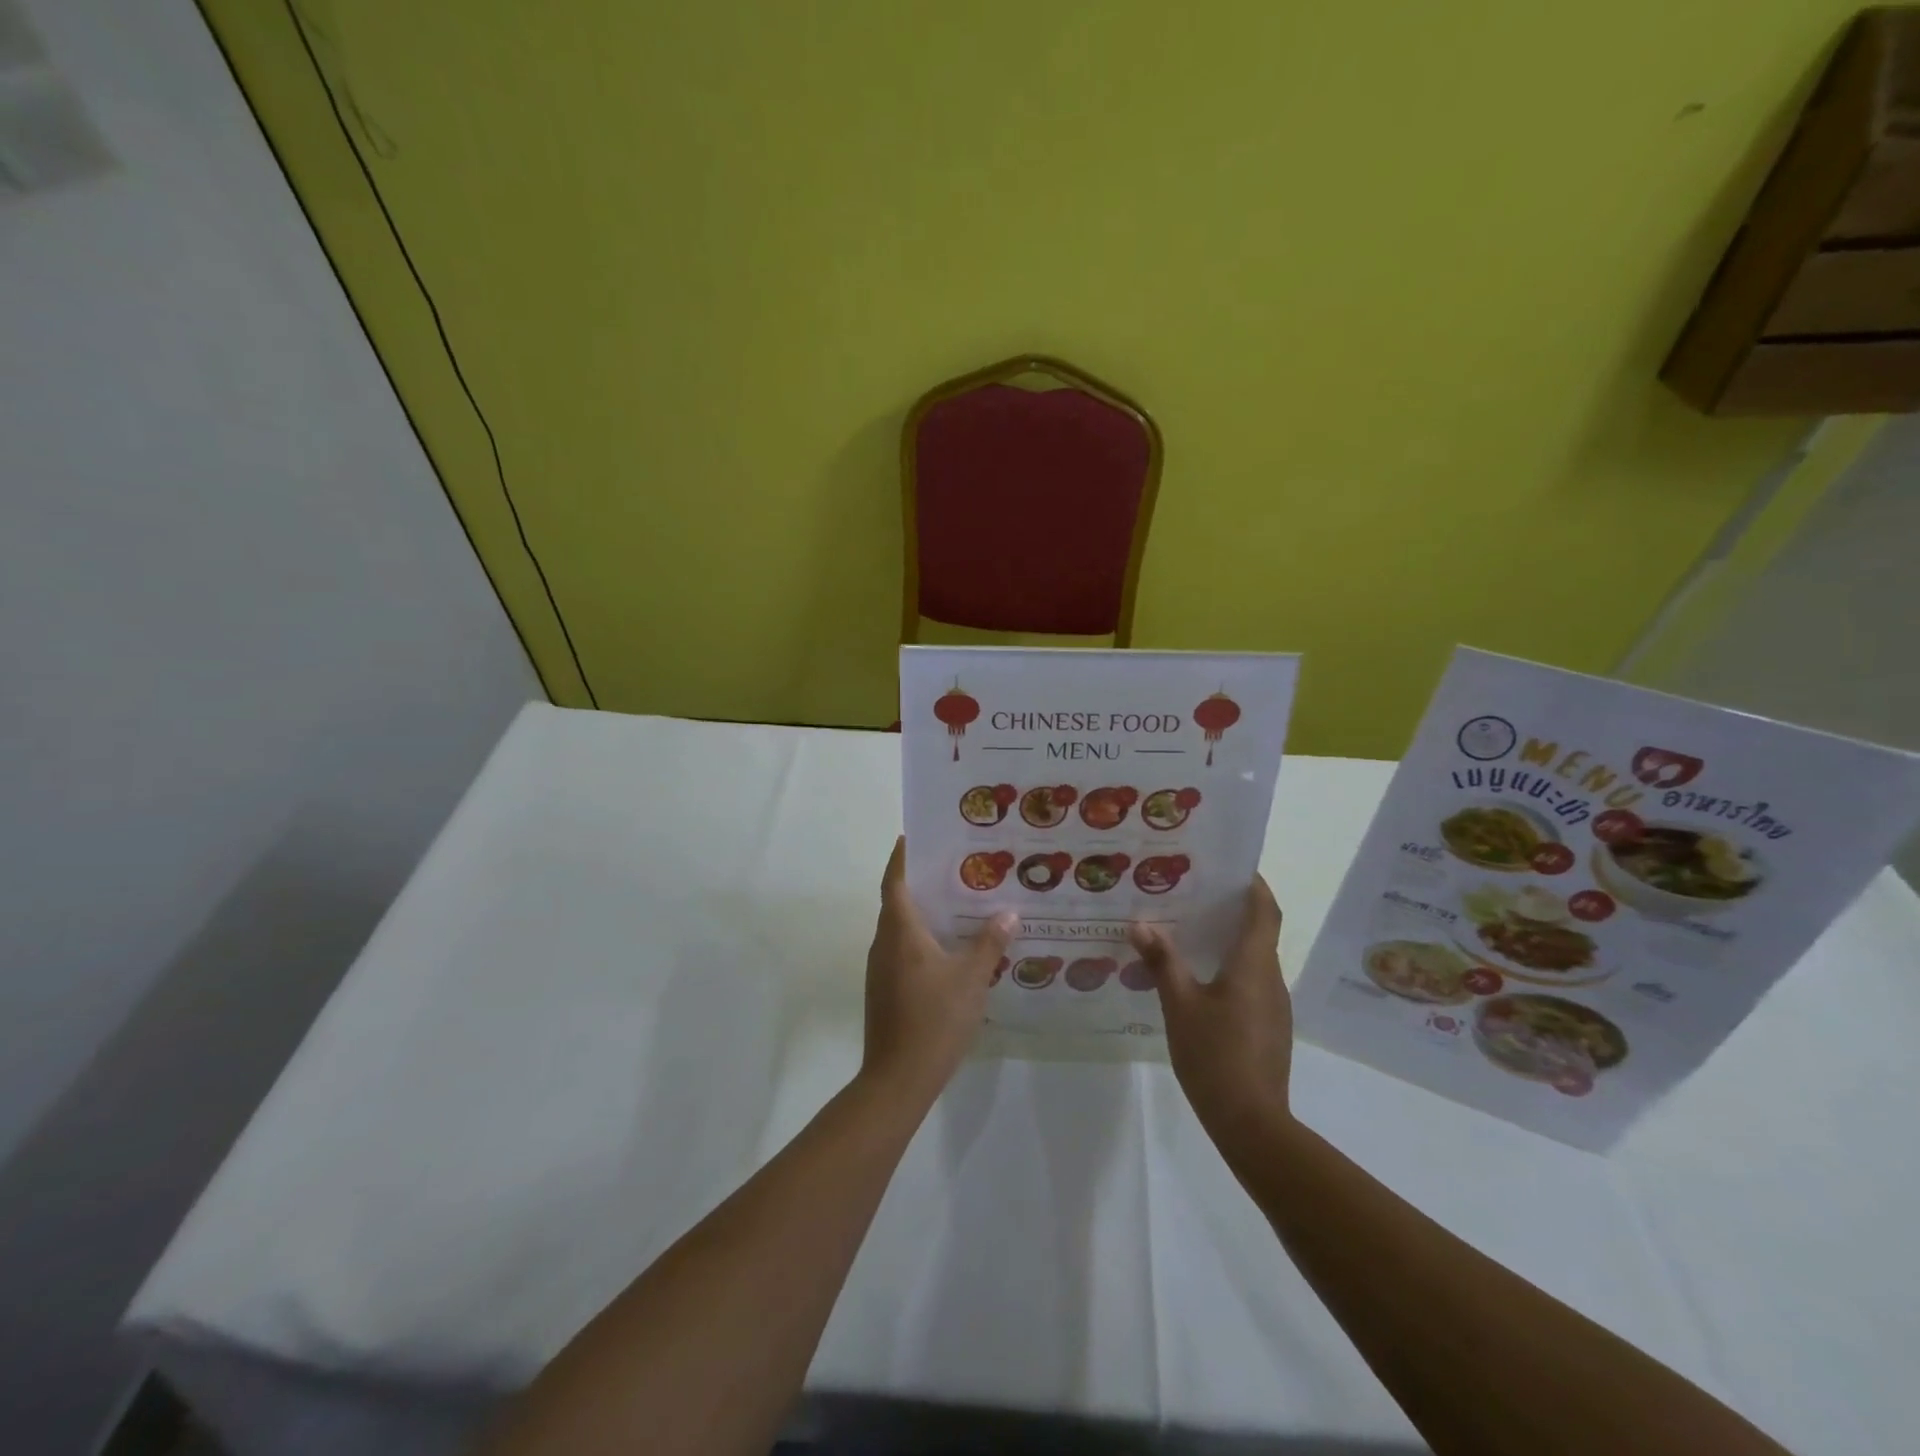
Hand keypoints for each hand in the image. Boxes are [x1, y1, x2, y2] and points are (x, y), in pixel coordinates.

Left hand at [862, 839, 1014, 1104]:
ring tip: (957, 904)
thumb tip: (1007, 913)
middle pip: (896, 902)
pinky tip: (949, 949)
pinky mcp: (885, 991)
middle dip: (919, 882)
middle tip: (953, 867)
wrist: (898, 1078)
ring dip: (922, 913)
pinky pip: (902, 951)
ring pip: (900, 929)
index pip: (894, 881)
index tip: (913, 836)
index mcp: (900, 931)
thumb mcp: (971, 978)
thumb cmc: (934, 1019)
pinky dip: (921, 940)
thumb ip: (989, 943)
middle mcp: (884, 944)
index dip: (901, 857)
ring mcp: (881, 970)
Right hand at [1128, 875, 1292, 1149]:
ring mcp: (1274, 1006)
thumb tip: (1141, 924)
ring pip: (1256, 959)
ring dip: (1231, 941)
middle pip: (1261, 932)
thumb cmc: (1215, 1055)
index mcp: (1254, 965)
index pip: (1265, 911)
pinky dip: (1232, 968)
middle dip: (1234, 910)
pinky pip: (1253, 983)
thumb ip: (1162, 962)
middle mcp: (1271, 978)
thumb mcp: (1180, 1005)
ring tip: (1191, 932)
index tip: (1232, 867)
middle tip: (1195, 895)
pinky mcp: (1269, 1027)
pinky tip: (1201, 980)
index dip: (1254, 885)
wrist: (1252, 1123)